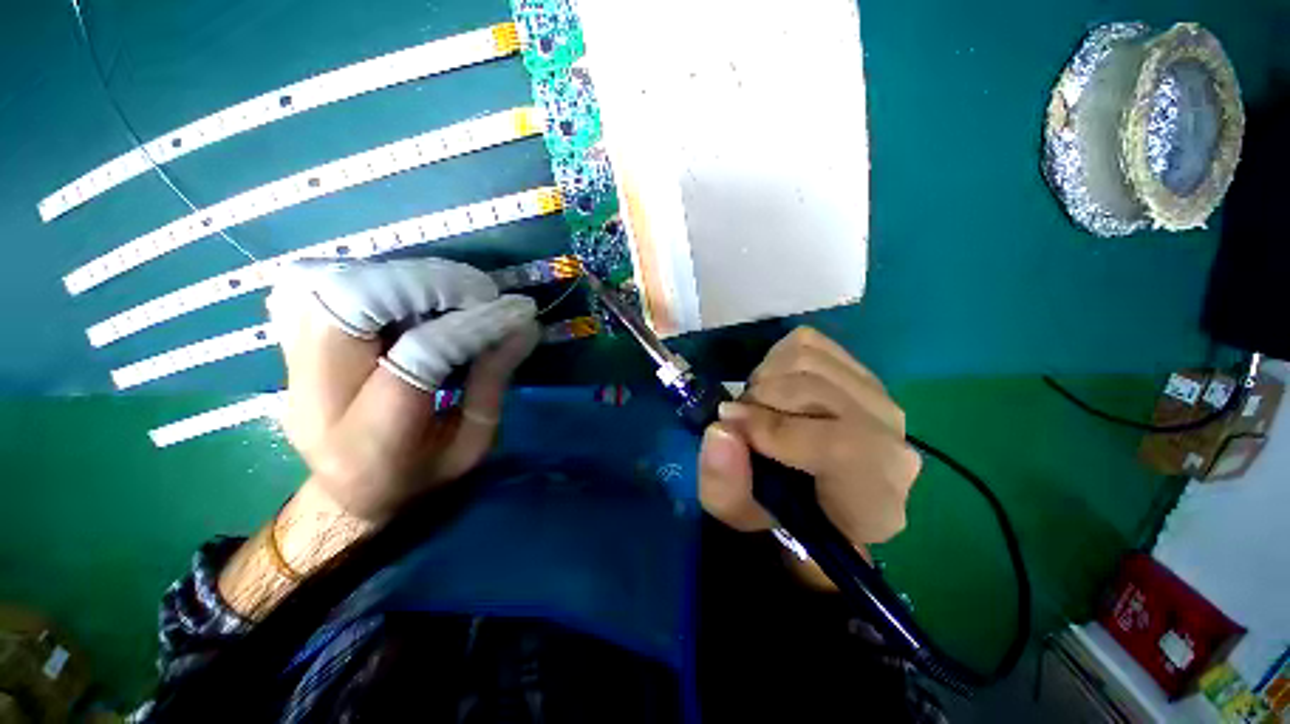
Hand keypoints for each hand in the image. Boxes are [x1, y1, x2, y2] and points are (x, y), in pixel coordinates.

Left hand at [267, 258, 539, 522]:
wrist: (347, 497)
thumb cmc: (420, 479)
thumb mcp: (472, 445)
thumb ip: (493, 383)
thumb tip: (524, 326)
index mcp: (372, 439)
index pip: (419, 355)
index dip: (474, 324)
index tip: (516, 310)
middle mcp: (316, 398)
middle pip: (349, 305)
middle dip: (425, 283)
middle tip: (478, 292)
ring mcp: (291, 369)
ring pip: (322, 285)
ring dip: (396, 277)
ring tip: (445, 292)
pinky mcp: (287, 349)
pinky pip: (306, 287)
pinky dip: (360, 276)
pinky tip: (399, 293)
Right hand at [699, 327, 920, 554]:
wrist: (810, 493)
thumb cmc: (778, 513)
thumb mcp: (737, 515)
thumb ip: (725, 485)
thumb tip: (721, 428)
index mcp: (874, 497)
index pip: (845, 446)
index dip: (778, 429)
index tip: (732, 425)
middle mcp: (891, 439)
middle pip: (817, 389)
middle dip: (760, 400)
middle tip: (739, 421)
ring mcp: (877, 395)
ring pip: (807, 358)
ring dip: (764, 379)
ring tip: (756, 406)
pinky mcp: (856, 366)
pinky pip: (807, 341)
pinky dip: (775, 359)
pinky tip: (774, 387)